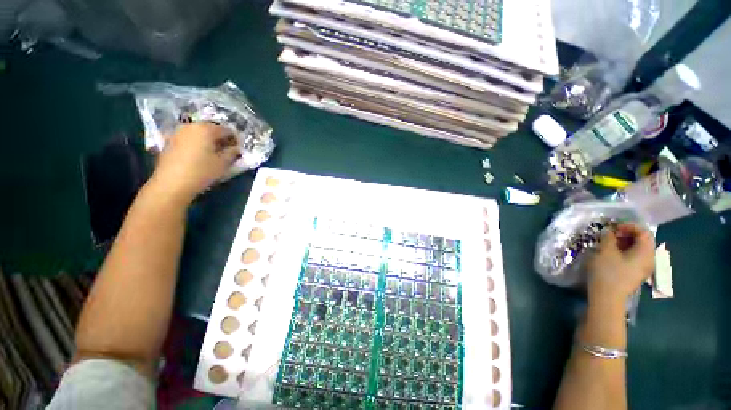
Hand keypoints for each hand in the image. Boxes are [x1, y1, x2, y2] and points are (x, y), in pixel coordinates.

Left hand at [148, 123, 240, 203]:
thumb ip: (233, 152)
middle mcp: (191, 126)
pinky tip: (198, 156)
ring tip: (213, 154)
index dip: (235, 139)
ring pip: (198, 134)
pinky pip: (188, 139)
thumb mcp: (223, 163)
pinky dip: (196, 144)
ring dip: (207, 141)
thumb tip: (237, 148)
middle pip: (211, 129)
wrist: (172, 183)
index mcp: (206, 129)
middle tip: (227, 151)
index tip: (238, 149)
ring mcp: (178, 132)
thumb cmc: (202, 171)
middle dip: (220, 139)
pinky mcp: (169, 141)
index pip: (227, 130)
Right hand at [586, 223, 654, 304]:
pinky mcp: (637, 274)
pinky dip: (626, 252)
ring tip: (610, 244)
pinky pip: (635, 258)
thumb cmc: (608, 272)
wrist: (608, 297)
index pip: (643, 232)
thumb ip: (608, 238)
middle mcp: (650, 258)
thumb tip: (609, 231)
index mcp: (645, 251)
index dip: (629, 226)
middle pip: (643, 240)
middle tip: (611, 235)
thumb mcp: (605, 251)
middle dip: (627, 234)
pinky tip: (613, 255)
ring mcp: (644, 268)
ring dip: (625, 243)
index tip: (613, 227)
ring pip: (639, 249)